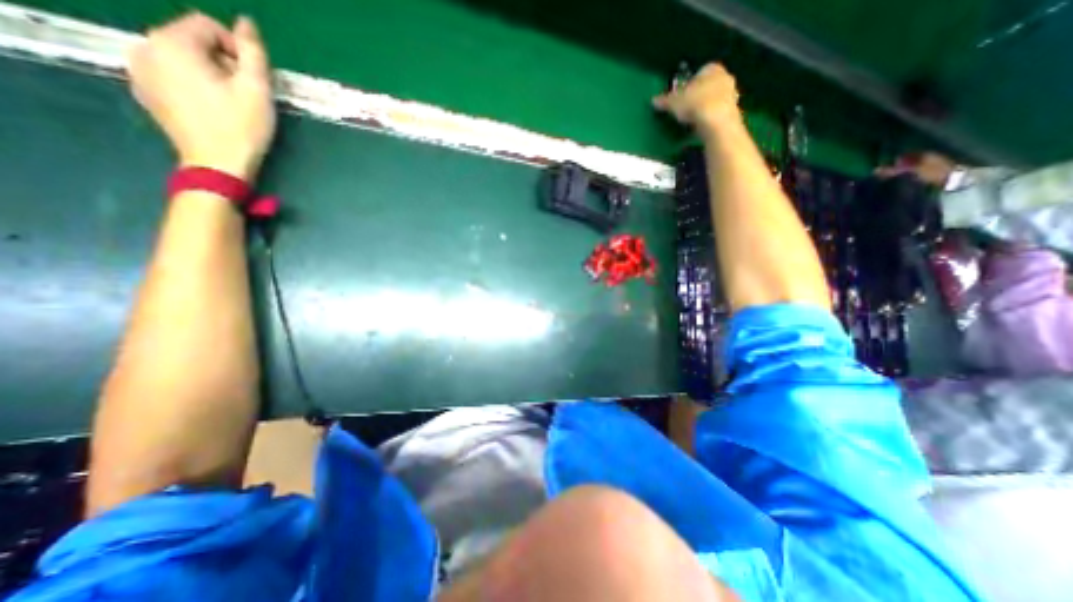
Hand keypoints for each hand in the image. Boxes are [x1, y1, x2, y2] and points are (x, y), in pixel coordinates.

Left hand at [127, 12, 275, 177]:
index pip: (207, 25)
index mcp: (173, 42)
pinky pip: (169, 74)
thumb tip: (247, 22)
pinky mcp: (144, 91)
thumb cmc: (241, 127)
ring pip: (180, 58)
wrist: (216, 165)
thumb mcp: (257, 90)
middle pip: (191, 40)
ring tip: (228, 103)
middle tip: (244, 94)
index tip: (253, 80)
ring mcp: (138, 69)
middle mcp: (146, 47)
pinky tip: (209, 108)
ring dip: (207, 73)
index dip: (237, 49)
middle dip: (222, 62)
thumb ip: (253, 52)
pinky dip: (191, 84)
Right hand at [650, 63, 743, 133]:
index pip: (698, 73)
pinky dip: (711, 117)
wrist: (716, 122)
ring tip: (693, 119)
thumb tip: (654, 100)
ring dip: (705, 106)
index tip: (681, 96)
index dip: (688, 84)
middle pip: (708, 85)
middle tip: (686, 108)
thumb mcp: (674, 103)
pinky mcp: (733, 110)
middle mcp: (725, 76)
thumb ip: (664, 100)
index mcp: (711, 68)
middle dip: (698, 95)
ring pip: (714, 98)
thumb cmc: (695, 104)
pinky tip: (702, 125)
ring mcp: (732, 93)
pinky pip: (718, 111)